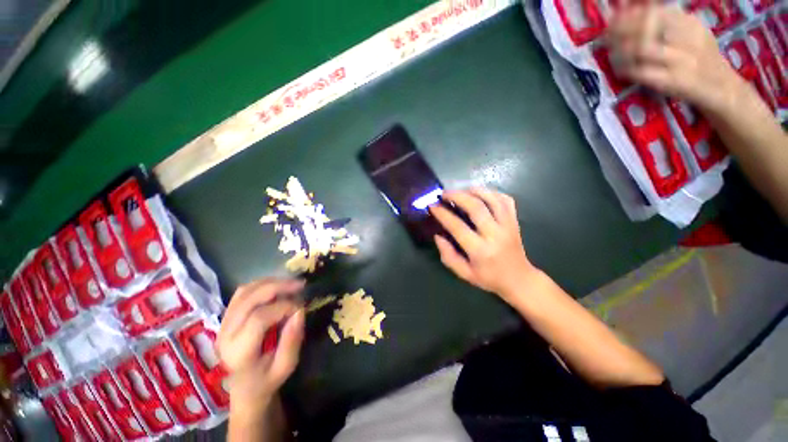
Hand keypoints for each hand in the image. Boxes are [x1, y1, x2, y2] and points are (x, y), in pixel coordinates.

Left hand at [218, 278, 304, 417]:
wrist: (244, 389)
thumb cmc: (266, 380)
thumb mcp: (285, 367)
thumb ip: (292, 341)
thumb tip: (300, 312)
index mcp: (239, 352)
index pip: (259, 318)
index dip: (284, 307)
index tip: (301, 308)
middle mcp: (226, 334)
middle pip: (250, 299)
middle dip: (278, 287)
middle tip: (300, 284)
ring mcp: (223, 324)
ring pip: (245, 291)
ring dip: (270, 282)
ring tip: (291, 283)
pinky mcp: (226, 318)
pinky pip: (242, 293)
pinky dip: (261, 284)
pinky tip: (276, 286)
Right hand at [429, 189, 538, 302]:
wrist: (519, 279)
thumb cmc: (489, 278)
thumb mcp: (464, 273)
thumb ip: (448, 255)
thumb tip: (437, 236)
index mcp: (480, 250)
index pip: (458, 227)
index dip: (443, 214)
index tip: (432, 206)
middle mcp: (495, 234)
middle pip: (476, 207)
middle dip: (456, 196)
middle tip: (443, 194)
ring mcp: (508, 225)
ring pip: (492, 199)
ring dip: (474, 191)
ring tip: (460, 190)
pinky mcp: (514, 221)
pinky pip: (505, 200)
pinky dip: (491, 193)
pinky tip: (480, 194)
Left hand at [606, 5, 744, 112]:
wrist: (721, 88)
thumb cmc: (701, 59)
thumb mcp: (691, 33)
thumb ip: (667, 22)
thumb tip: (632, 12)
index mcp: (690, 23)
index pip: (654, 12)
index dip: (629, 16)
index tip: (612, 19)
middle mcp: (687, 38)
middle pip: (646, 27)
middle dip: (620, 30)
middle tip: (606, 36)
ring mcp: (681, 61)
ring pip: (642, 48)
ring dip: (620, 50)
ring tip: (611, 52)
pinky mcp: (672, 81)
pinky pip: (642, 72)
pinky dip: (626, 69)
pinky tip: (620, 69)